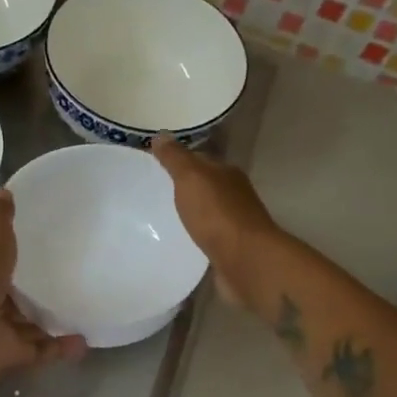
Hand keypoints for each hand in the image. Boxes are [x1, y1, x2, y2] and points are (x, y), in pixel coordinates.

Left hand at [0, 190, 85, 382]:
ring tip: (83, 310)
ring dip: (50, 320)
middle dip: (34, 288)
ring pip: (27, 323)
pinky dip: (61, 348)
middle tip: (70, 277)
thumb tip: (3, 190)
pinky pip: (40, 350)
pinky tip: (85, 342)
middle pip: (13, 292)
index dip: (11, 247)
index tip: (40, 239)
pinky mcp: (10, 353)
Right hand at [150, 135, 278, 307]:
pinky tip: (179, 243)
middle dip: (182, 189)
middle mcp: (234, 196)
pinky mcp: (230, 250)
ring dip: (189, 214)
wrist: (245, 261)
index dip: (178, 161)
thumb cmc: (217, 214)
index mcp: (227, 174)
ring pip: (206, 213)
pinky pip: (207, 237)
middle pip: (204, 187)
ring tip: (160, 219)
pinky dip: (195, 237)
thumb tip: (160, 135)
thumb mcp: (191, 178)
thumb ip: (175, 158)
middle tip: (151, 194)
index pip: (200, 160)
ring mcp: (234, 224)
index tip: (153, 166)